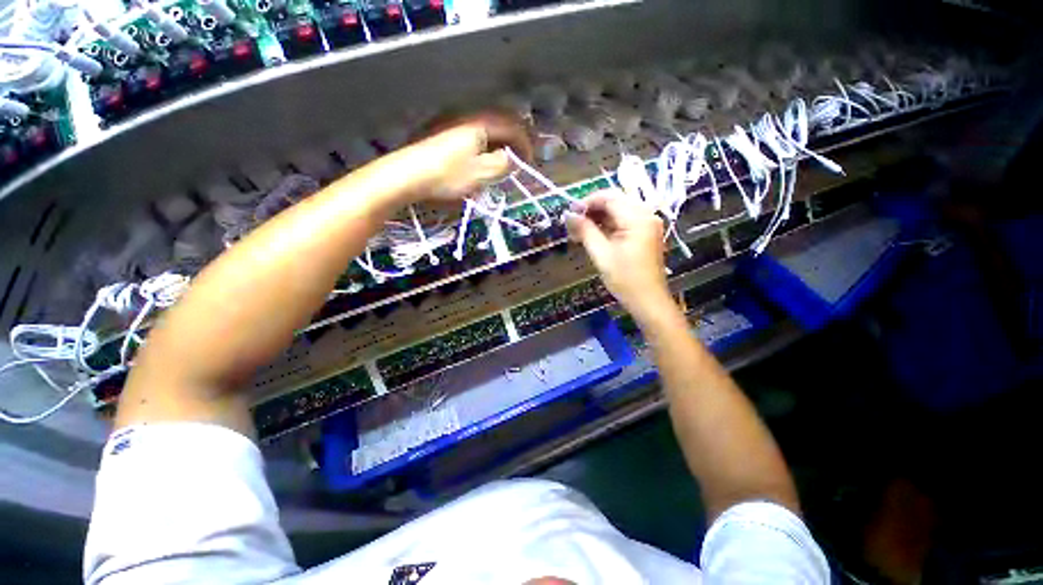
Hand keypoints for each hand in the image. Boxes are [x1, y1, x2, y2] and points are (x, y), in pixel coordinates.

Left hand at [398, 111, 533, 203]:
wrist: (407, 175)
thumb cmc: (448, 175)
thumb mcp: (482, 173)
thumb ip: (503, 164)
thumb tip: (512, 158)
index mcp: (481, 125)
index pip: (512, 128)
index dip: (525, 143)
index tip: (531, 161)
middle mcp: (468, 119)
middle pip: (499, 125)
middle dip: (513, 142)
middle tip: (520, 159)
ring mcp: (454, 125)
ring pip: (486, 131)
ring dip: (499, 144)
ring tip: (503, 161)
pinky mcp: (443, 136)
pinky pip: (473, 136)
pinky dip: (484, 146)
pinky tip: (481, 159)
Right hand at [565, 191, 672, 319]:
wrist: (648, 301)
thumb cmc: (625, 280)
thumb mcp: (601, 254)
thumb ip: (585, 231)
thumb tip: (568, 215)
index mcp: (638, 218)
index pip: (610, 197)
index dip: (587, 202)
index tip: (570, 213)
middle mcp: (647, 215)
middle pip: (615, 201)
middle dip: (592, 209)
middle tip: (573, 223)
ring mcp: (648, 224)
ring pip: (619, 211)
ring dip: (599, 217)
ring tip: (580, 230)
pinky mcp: (646, 233)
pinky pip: (625, 221)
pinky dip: (608, 225)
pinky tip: (594, 234)